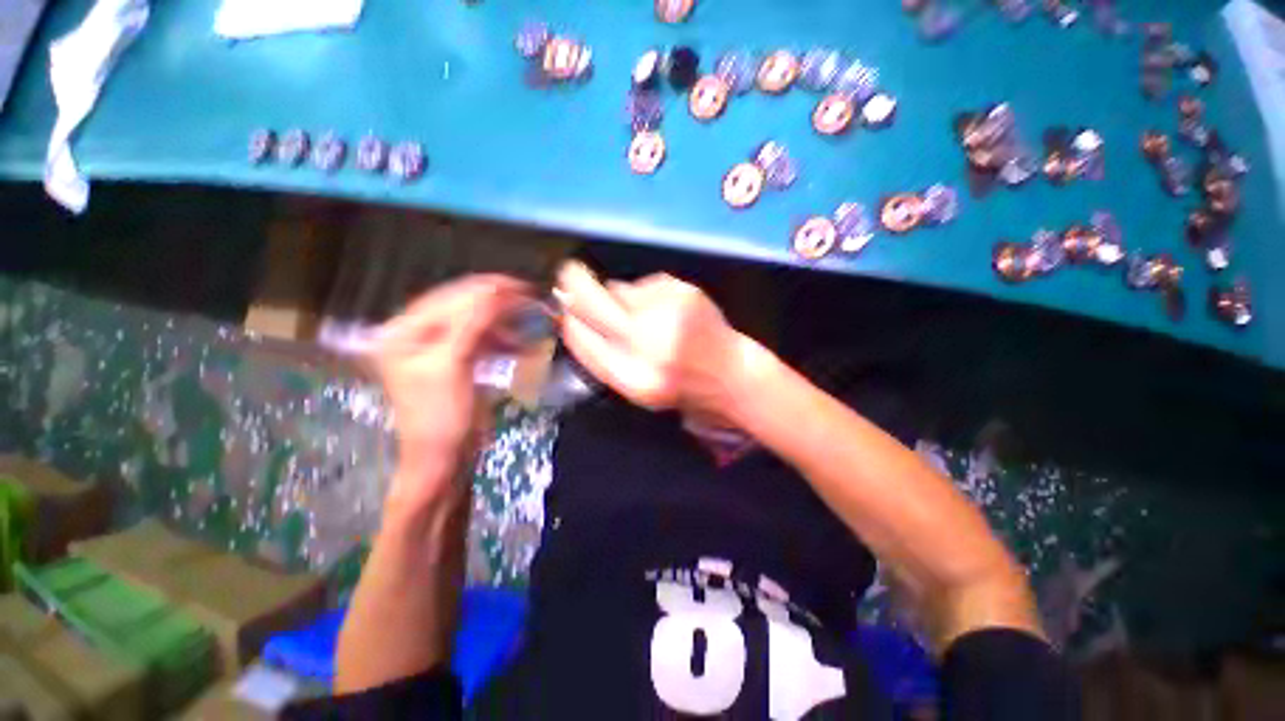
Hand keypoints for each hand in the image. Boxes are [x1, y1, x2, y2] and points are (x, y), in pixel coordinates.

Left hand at [371, 275, 527, 511]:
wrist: (444, 457)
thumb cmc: (440, 416)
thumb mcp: (452, 366)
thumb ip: (472, 324)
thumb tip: (498, 290)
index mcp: (404, 331)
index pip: (449, 297)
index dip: (486, 290)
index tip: (523, 287)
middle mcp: (418, 333)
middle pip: (463, 305)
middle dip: (499, 303)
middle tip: (532, 300)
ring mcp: (439, 347)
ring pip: (476, 321)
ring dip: (504, 322)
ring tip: (529, 323)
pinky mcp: (458, 359)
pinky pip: (482, 339)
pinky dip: (502, 339)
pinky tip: (519, 344)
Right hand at [555, 261, 749, 421]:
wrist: (729, 375)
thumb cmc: (679, 387)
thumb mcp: (636, 389)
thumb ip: (603, 356)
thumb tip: (572, 313)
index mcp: (632, 378)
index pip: (580, 338)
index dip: (566, 318)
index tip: (561, 307)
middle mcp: (647, 344)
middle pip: (591, 301)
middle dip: (573, 283)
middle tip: (568, 273)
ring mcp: (667, 313)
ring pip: (619, 288)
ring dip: (620, 296)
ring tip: (644, 314)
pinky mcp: (684, 292)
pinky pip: (646, 283)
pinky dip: (646, 293)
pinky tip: (663, 308)